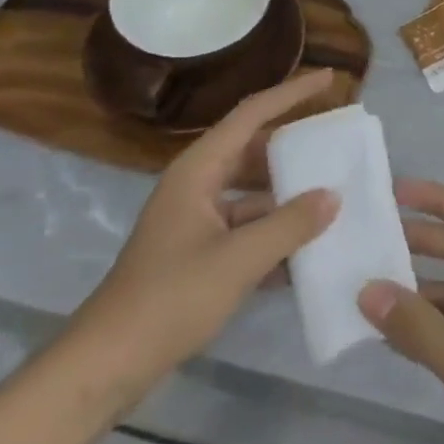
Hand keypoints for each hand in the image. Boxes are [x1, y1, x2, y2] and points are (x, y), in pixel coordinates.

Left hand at [67, 70, 339, 402]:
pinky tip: (307, 250)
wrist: (108, 364)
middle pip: (253, 150)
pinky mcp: (197, 253)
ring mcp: (195, 220)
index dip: (292, 93)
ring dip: (287, 196)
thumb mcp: (238, 260)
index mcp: (199, 169)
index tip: (329, 79)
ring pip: (251, 192)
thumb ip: (289, 225)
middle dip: (293, 147)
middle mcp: (196, 184)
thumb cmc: (170, 299)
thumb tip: (333, 195)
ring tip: (332, 196)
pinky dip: (273, 233)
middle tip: (335, 144)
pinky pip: (244, 228)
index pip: (252, 114)